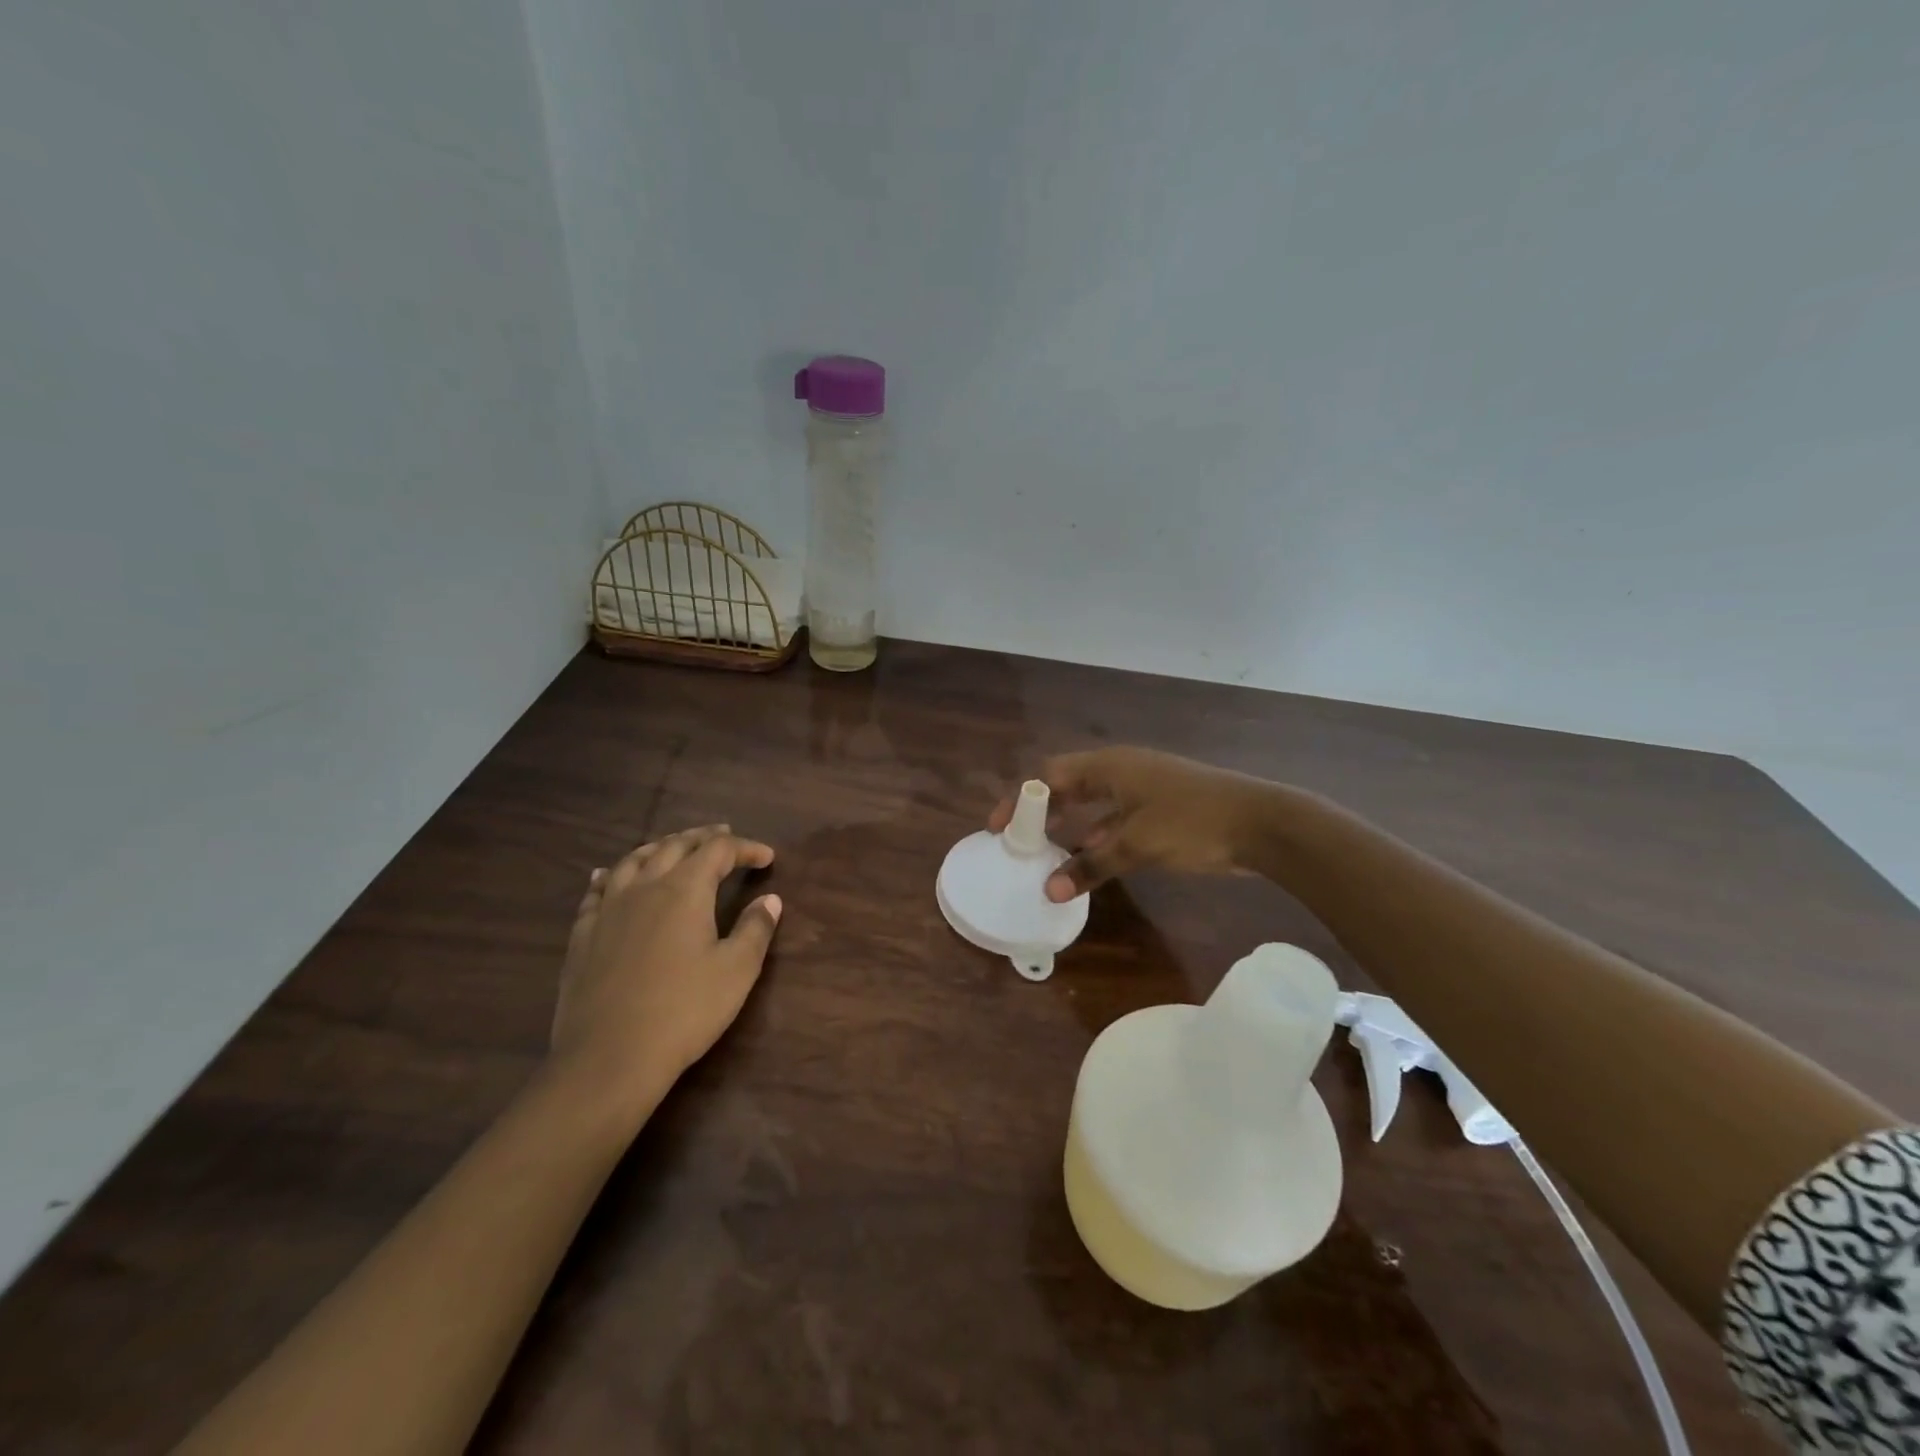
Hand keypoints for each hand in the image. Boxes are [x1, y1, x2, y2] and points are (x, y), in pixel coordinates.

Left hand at [551, 826, 780, 1103]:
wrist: (609, 1057)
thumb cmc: (684, 1010)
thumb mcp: (736, 970)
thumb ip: (755, 929)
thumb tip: (770, 899)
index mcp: (686, 889)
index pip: (720, 851)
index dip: (746, 848)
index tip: (767, 857)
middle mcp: (646, 886)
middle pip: (676, 845)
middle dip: (703, 837)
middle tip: (724, 835)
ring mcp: (609, 909)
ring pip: (635, 860)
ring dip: (660, 846)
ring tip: (673, 846)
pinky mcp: (584, 935)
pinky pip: (597, 891)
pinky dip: (610, 875)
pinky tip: (608, 876)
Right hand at [989, 747, 1273, 901]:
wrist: (1262, 823)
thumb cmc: (1193, 823)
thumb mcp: (1136, 845)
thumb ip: (1092, 865)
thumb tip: (1050, 890)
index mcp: (1109, 766)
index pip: (1048, 776)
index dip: (1019, 798)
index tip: (998, 827)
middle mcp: (1121, 771)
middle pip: (1067, 785)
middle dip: (1041, 810)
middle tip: (1018, 840)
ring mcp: (1142, 788)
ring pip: (1092, 803)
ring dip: (1069, 825)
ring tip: (1044, 852)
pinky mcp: (1159, 808)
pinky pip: (1114, 818)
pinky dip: (1097, 836)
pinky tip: (1088, 859)